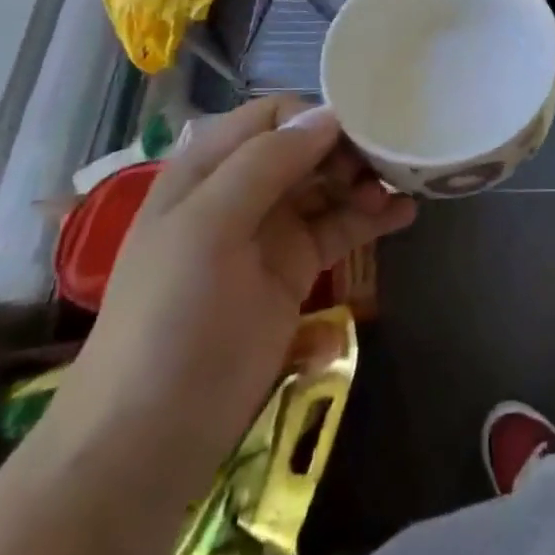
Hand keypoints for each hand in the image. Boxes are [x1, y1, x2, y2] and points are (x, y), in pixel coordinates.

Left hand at [47, 97, 415, 479]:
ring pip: (328, 185)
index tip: (355, 136)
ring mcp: (270, 232)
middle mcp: (241, 191)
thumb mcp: (206, 229)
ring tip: (400, 190)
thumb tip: (329, 116)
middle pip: (306, 147)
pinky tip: (404, 214)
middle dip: (348, 148)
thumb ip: (264, 165)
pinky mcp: (295, 271)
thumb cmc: (170, 320)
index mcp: (207, 170)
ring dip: (365, 180)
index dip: (313, 118)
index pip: (271, 116)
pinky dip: (372, 217)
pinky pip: (340, 228)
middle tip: (383, 168)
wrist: (150, 438)